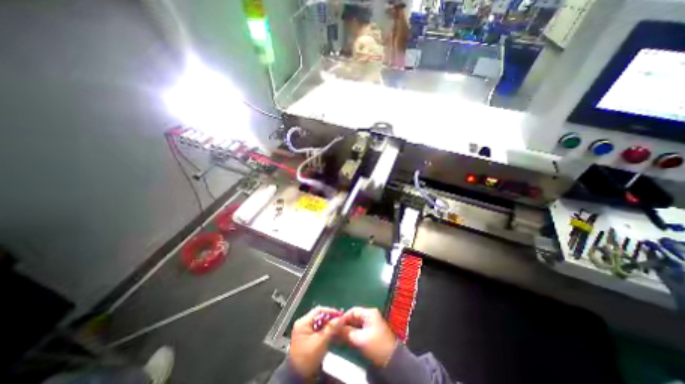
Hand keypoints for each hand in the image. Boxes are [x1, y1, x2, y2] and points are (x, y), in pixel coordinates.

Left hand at [287, 306, 341, 377]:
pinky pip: (318, 329)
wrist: (297, 377)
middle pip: (319, 316)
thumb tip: (341, 317)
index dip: (330, 311)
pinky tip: (331, 333)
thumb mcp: (321, 342)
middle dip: (330, 318)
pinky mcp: (307, 337)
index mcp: (303, 322)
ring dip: (328, 324)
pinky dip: (325, 330)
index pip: (318, 310)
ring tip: (337, 327)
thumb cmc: (308, 358)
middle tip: (340, 321)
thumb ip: (331, 328)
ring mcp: (304, 331)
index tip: (340, 315)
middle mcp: (302, 324)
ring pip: (319, 323)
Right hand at [338, 307, 396, 367]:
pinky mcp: (371, 332)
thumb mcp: (359, 339)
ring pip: (355, 324)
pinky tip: (345, 340)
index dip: (343, 317)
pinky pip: (359, 330)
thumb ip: (346, 332)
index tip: (334, 325)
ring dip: (347, 330)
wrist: (392, 360)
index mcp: (369, 313)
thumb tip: (334, 327)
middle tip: (335, 332)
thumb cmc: (376, 345)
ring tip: (338, 337)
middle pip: (354, 317)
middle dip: (344, 325)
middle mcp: (370, 316)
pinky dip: (352, 334)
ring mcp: (371, 324)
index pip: (353, 311)